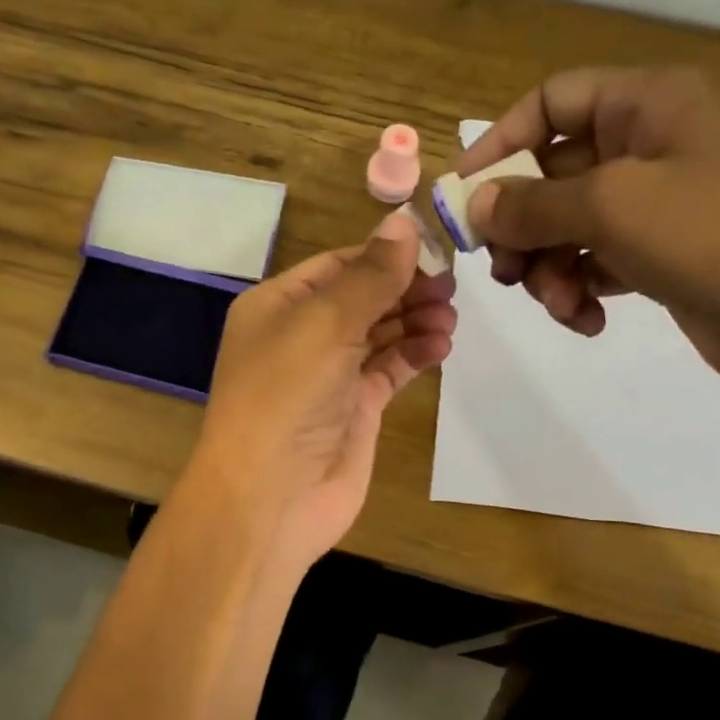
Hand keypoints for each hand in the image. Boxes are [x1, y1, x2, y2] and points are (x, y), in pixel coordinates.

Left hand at [191, 211, 456, 572]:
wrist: (270, 497)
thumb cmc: (286, 396)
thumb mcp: (325, 324)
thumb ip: (370, 276)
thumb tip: (404, 223)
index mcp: (277, 305)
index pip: (337, 266)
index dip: (383, 256)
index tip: (434, 251)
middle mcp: (300, 336)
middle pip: (362, 298)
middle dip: (404, 289)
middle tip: (450, 288)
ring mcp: (328, 375)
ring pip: (380, 333)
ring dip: (415, 321)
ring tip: (449, 319)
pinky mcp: (354, 409)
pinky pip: (389, 370)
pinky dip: (415, 355)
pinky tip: (441, 345)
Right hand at [461, 66, 719, 401]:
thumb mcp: (615, 207)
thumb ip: (533, 204)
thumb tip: (476, 206)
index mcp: (647, 106)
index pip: (551, 101)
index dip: (500, 142)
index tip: (463, 195)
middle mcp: (649, 146)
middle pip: (551, 174)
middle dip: (521, 225)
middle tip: (502, 269)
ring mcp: (658, 204)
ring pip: (568, 226)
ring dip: (548, 268)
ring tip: (557, 303)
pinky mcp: (662, 256)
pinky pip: (596, 263)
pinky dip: (580, 291)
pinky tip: (587, 320)